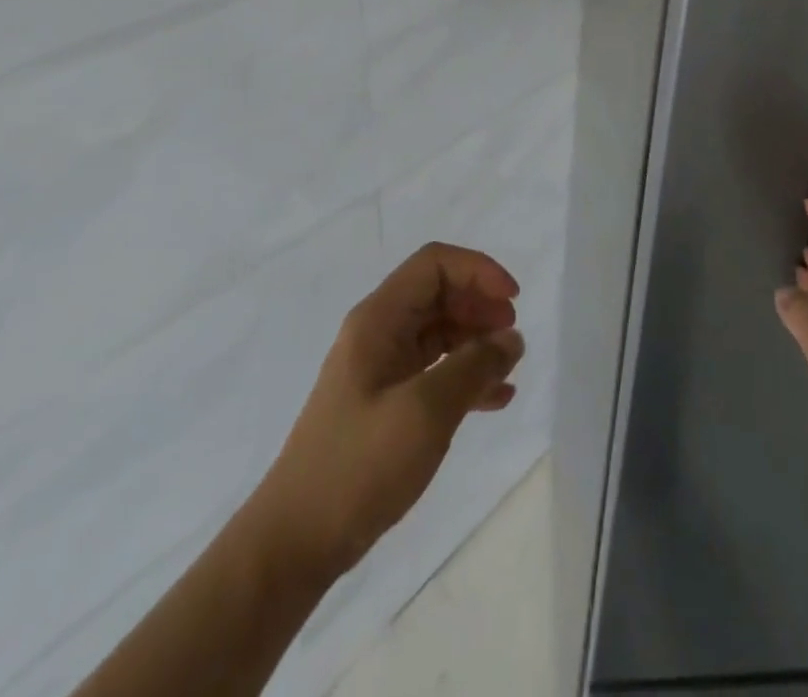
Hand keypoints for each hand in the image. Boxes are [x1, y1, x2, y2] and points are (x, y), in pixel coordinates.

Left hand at [250, 243, 525, 579]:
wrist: (293, 544)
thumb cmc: (358, 466)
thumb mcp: (425, 412)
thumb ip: (474, 367)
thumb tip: (511, 339)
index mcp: (379, 319)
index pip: (434, 264)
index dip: (479, 271)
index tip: (513, 302)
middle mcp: (379, 333)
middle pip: (439, 293)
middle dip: (481, 305)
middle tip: (512, 337)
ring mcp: (380, 369)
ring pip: (439, 332)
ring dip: (477, 341)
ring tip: (509, 367)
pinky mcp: (385, 403)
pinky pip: (434, 371)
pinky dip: (465, 376)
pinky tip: (494, 400)